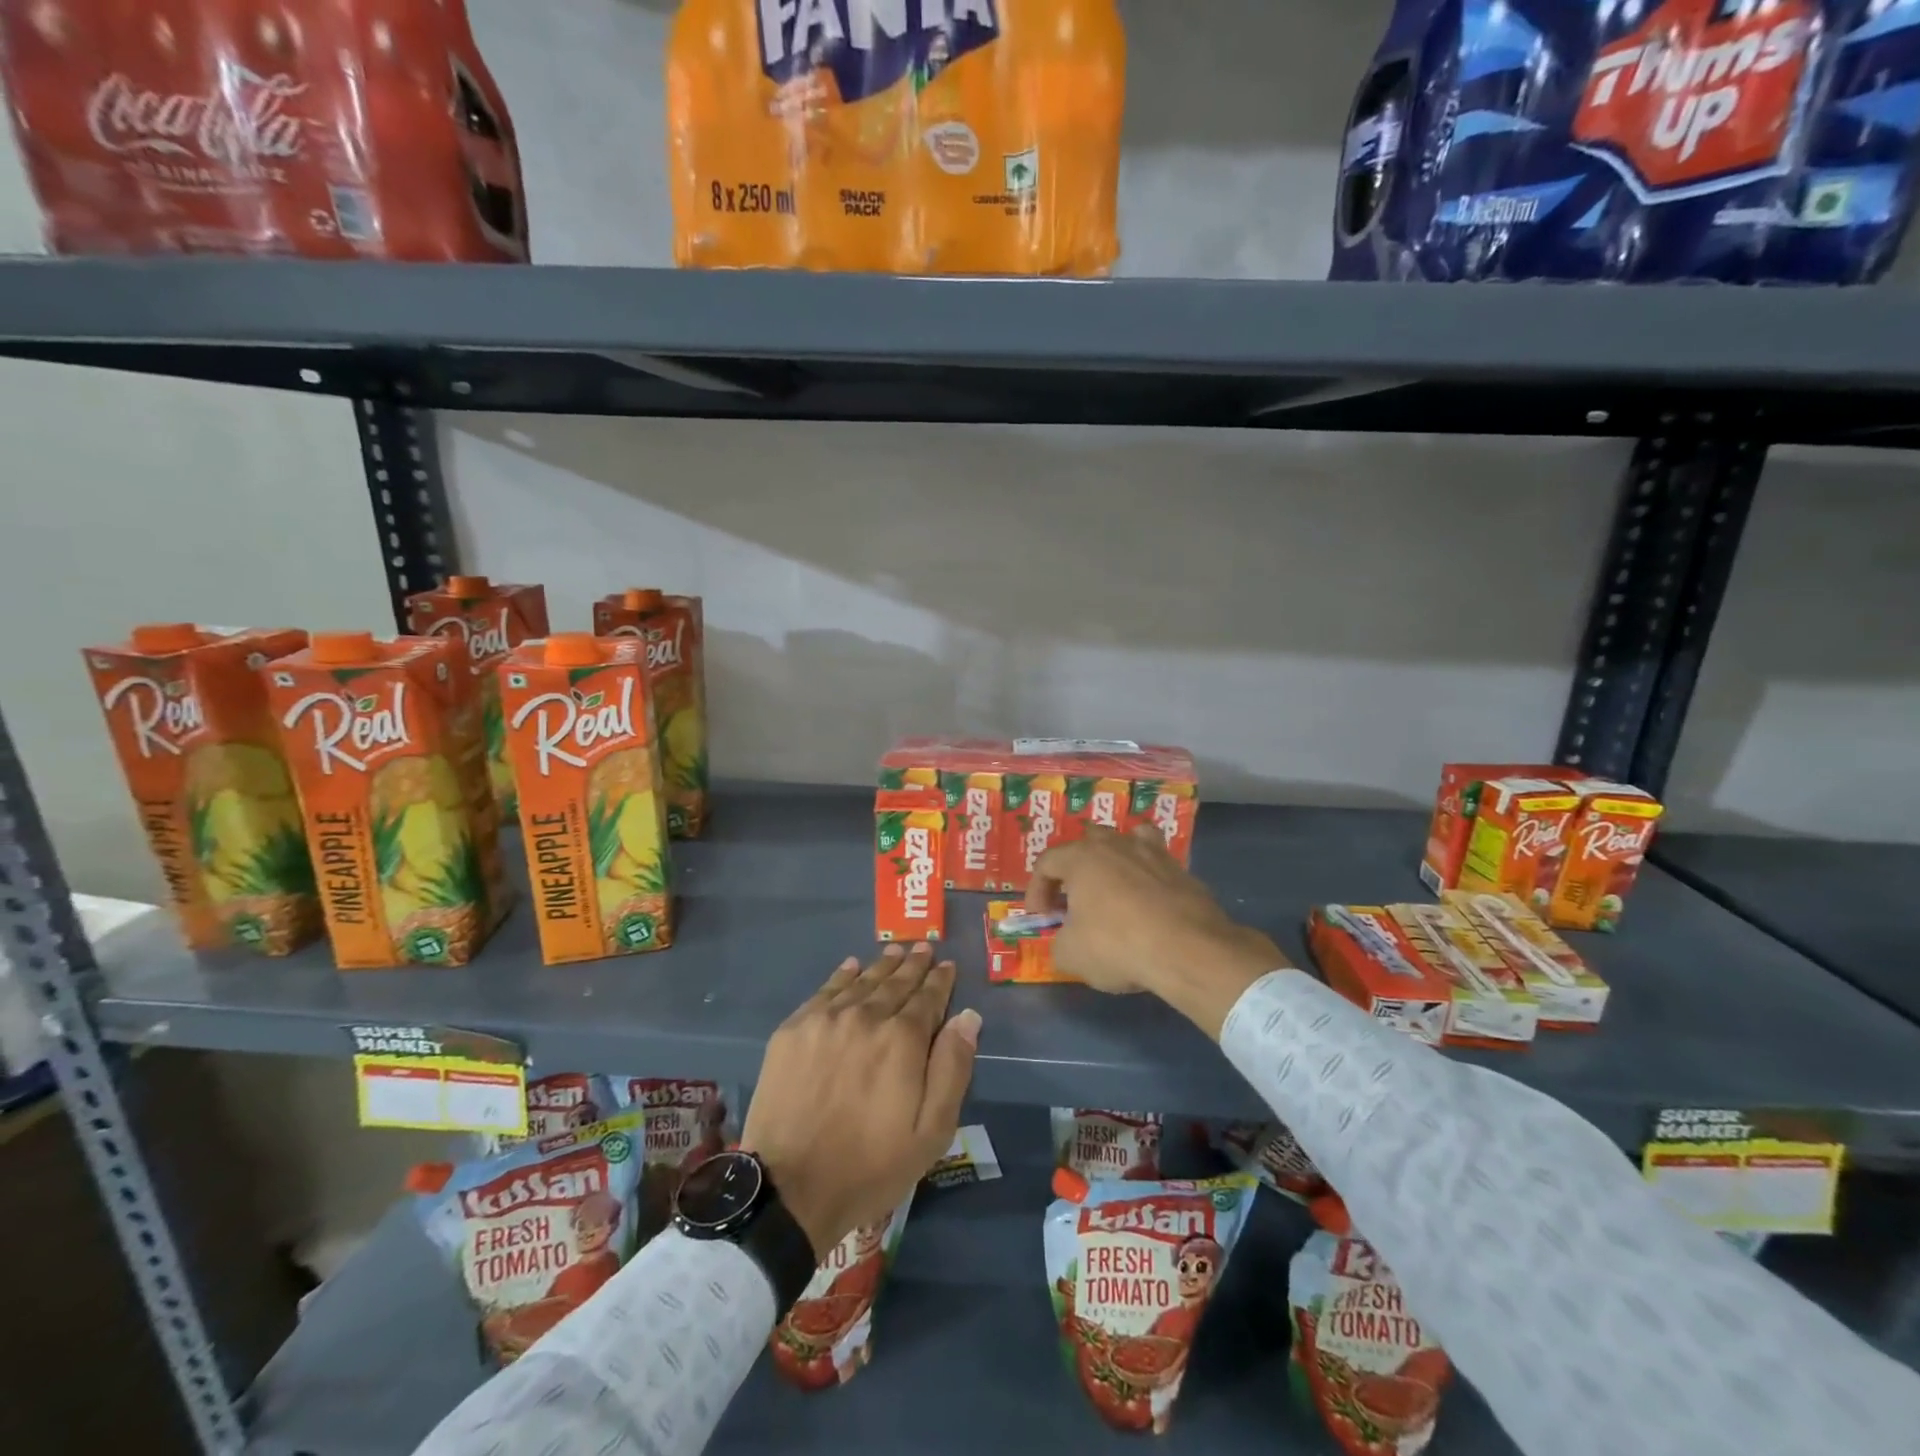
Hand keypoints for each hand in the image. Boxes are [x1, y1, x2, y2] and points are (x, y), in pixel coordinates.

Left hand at [741, 944, 979, 1258]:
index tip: (947, 965)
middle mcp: (866, 1017)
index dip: (940, 980)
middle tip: (924, 948)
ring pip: (862, 981)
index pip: (928, 998)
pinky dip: (843, 975)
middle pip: (895, 982)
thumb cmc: (871, 1165)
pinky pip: (825, 991)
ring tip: (895, 950)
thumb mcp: (931, 1130)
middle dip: (913, 965)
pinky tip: (851, 966)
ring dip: (882, 965)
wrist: (790, 1189)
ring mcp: (825, 1020)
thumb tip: (967, 1016)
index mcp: (903, 1040)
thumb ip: (953, 1067)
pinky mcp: (793, 1030)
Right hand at [1027, 826, 1287, 1037]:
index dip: (1036, 890)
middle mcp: (1116, 844)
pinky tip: (1149, 903)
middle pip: (1086, 844)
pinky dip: (1147, 878)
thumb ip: (1058, 943)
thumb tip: (1065, 942)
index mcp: (1081, 857)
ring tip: (1113, 888)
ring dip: (1115, 861)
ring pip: (1127, 841)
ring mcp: (1153, 853)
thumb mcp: (1071, 954)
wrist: (1188, 950)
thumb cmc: (1117, 945)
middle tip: (1074, 901)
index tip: (1040, 917)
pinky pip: (1156, 865)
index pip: (1046, 863)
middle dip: (1074, 870)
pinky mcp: (1182, 870)